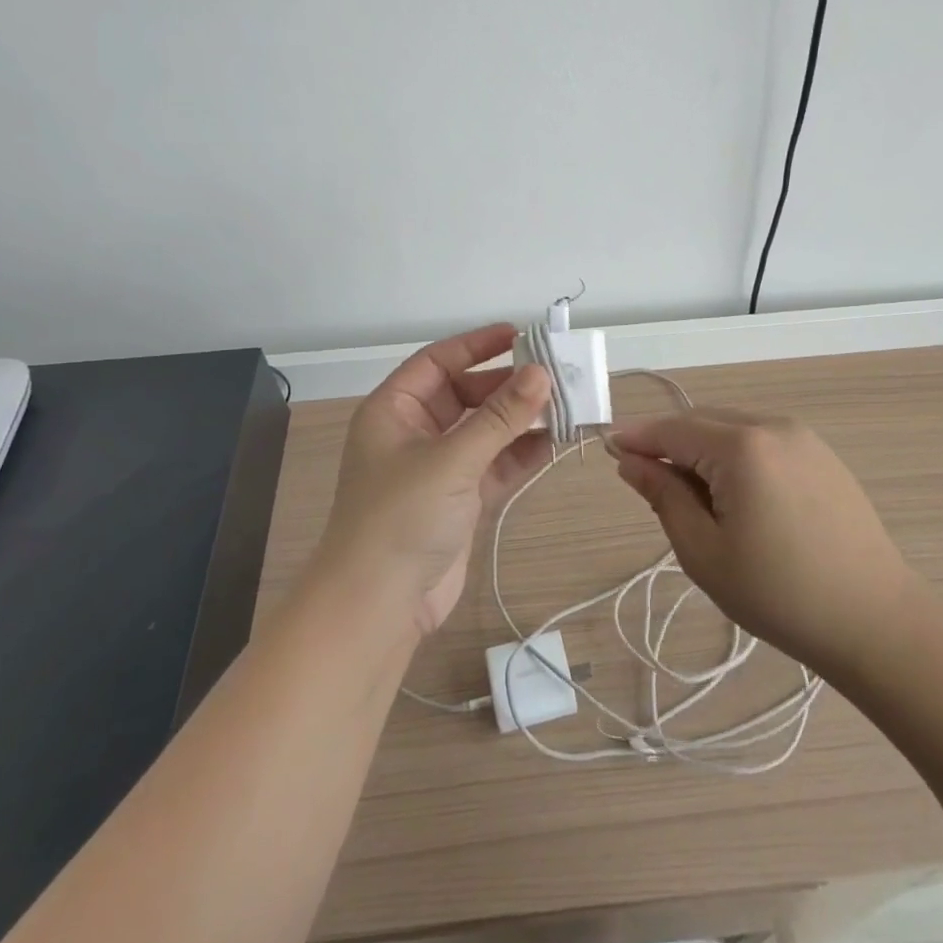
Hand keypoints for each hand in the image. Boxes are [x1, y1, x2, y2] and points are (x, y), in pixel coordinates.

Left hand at [319, 325, 551, 639]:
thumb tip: (542, 373)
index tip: (519, 335)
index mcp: (394, 411)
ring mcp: (438, 468)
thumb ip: (500, 417)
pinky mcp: (459, 501)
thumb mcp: (451, 460)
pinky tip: (555, 442)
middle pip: (466, 395)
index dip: (476, 345)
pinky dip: (521, 454)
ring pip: (485, 431)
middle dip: (507, 387)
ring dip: (521, 420)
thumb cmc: (401, 518)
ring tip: (565, 406)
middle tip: (554, 376)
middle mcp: (415, 433)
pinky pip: (495, 464)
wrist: (378, 607)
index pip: (437, 362)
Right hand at [610, 409, 917, 679]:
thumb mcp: (705, 551)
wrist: (876, 622)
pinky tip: (734, 494)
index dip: (637, 437)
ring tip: (692, 497)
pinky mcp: (822, 455)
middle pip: (702, 422)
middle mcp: (772, 426)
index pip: (672, 430)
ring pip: (732, 428)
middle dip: (669, 444)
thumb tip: (630, 461)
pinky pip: (762, 440)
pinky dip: (735, 455)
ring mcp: (803, 437)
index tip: (607, 446)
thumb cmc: (779, 595)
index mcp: (741, 446)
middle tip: (646, 481)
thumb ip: (663, 496)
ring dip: (702, 450)